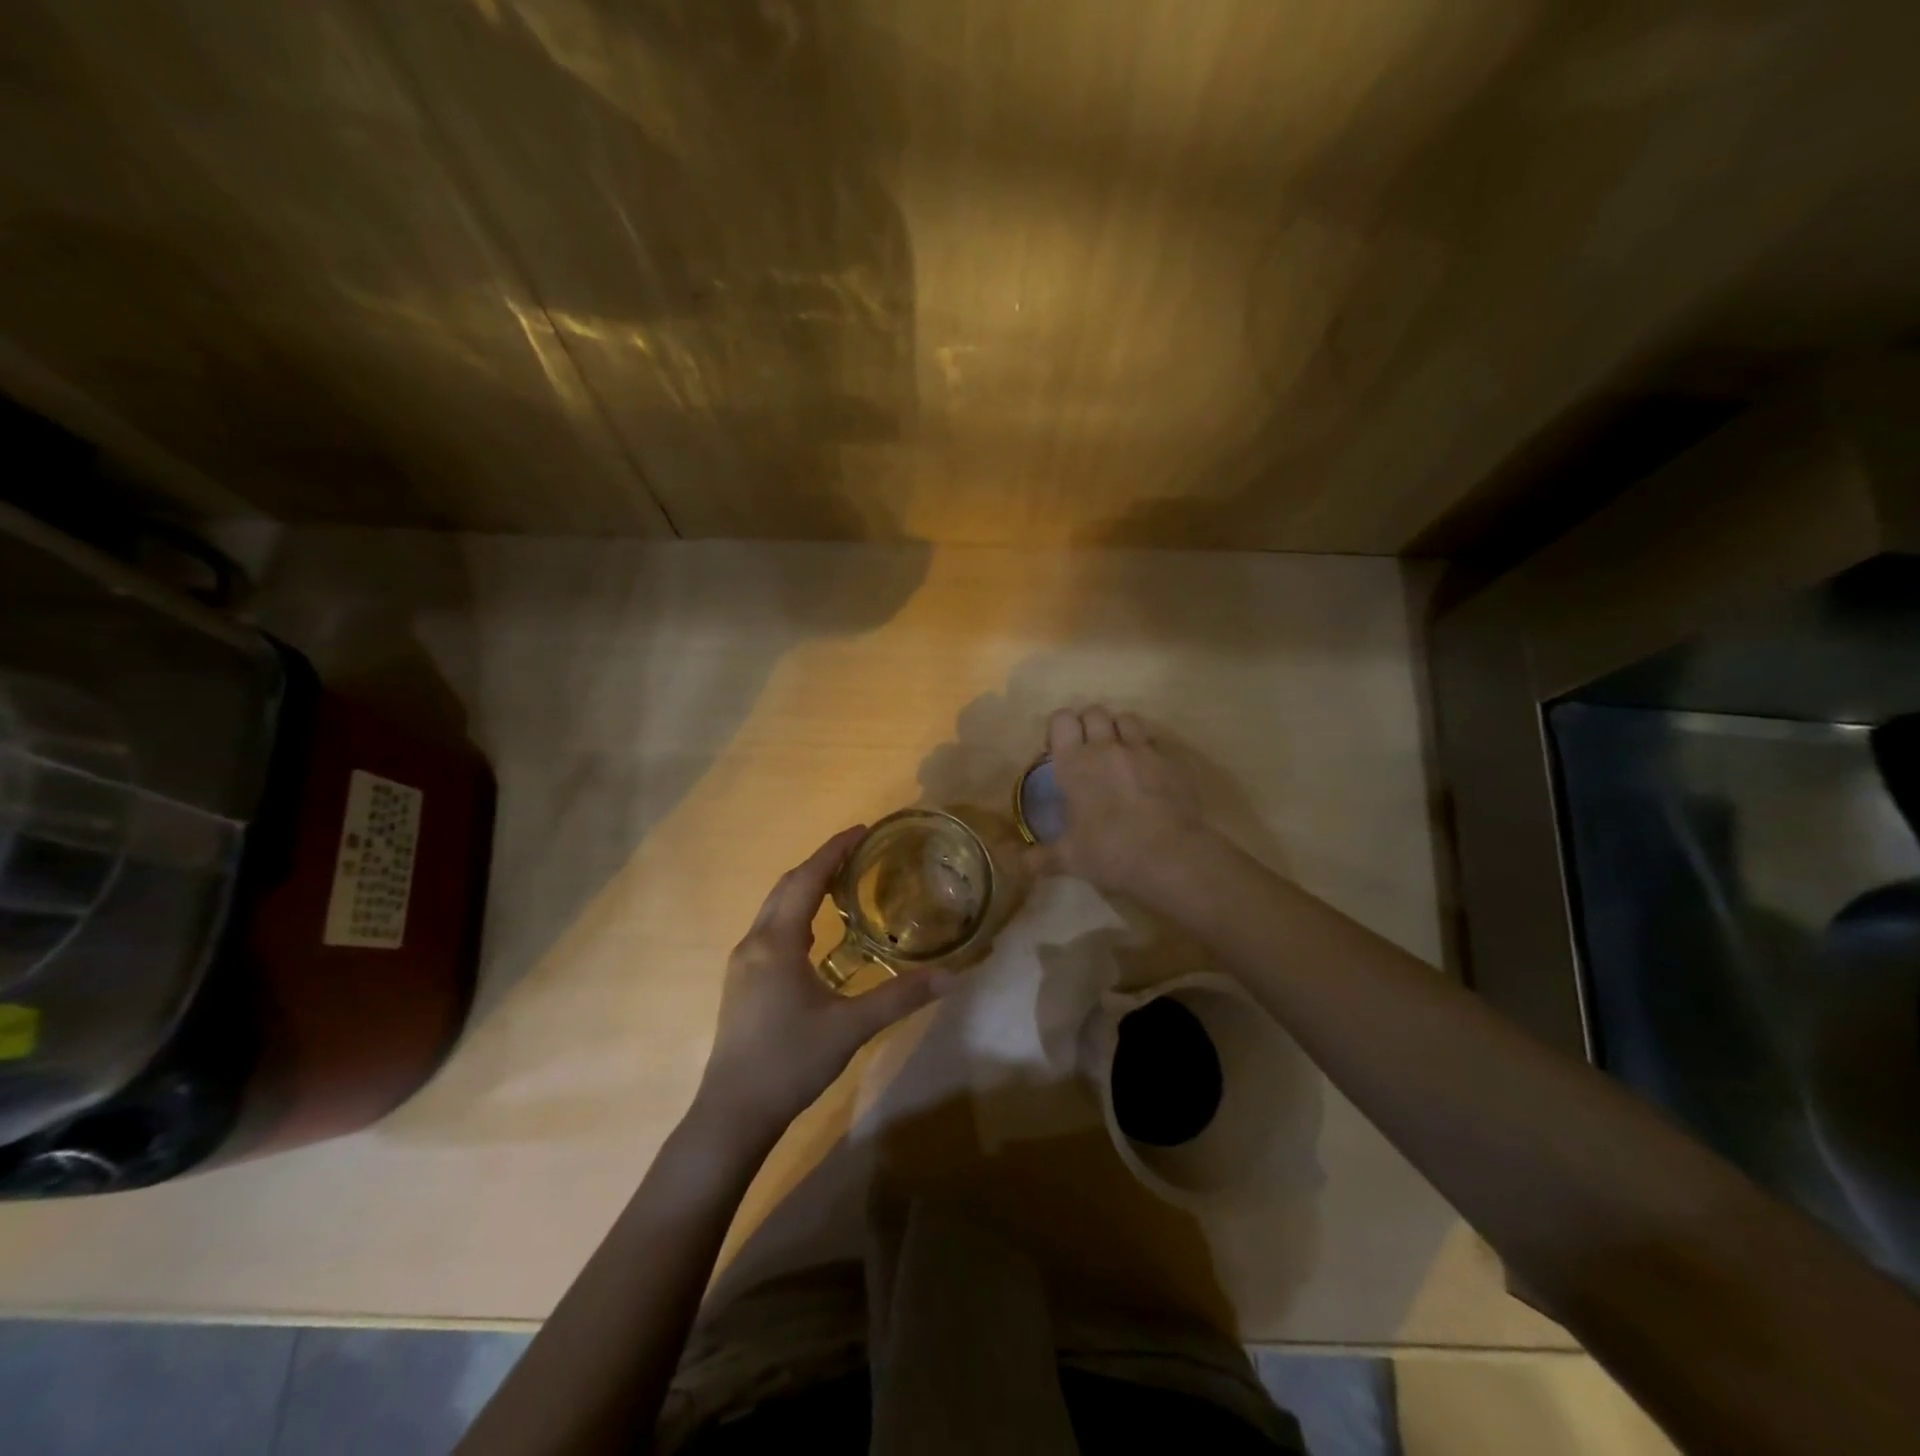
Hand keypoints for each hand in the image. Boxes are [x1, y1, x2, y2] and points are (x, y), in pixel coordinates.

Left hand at [697, 827, 945, 1135]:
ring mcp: (743, 963)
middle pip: (786, 887)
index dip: (833, 851)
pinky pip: (770, 929)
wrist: (733, 1113)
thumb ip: (900, 997)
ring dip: (805, 888)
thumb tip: (952, 977)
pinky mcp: (742, 982)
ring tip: (842, 883)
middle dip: (820, 864)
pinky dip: (795, 914)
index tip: (862, 830)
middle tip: (858, 852)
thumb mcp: (851, 1028)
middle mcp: (754, 943)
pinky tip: (816, 933)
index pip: (806, 879)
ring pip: (774, 908)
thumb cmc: (790, 1062)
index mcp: (777, 942)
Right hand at [1026, 706, 1212, 899]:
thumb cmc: (1109, 852)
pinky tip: (1147, 770)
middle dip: (1088, 725)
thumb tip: (1021, 864)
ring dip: (1118, 730)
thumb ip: (1042, 857)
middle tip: (1087, 752)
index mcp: (1075, 763)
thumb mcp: (1070, 859)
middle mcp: (1106, 747)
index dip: (1059, 729)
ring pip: (1126, 718)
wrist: (1169, 856)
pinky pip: (1155, 741)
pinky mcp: (1171, 760)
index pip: (1062, 719)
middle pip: (1094, 711)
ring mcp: (1142, 750)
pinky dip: (1147, 748)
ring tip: (1118, 754)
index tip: (1059, 750)